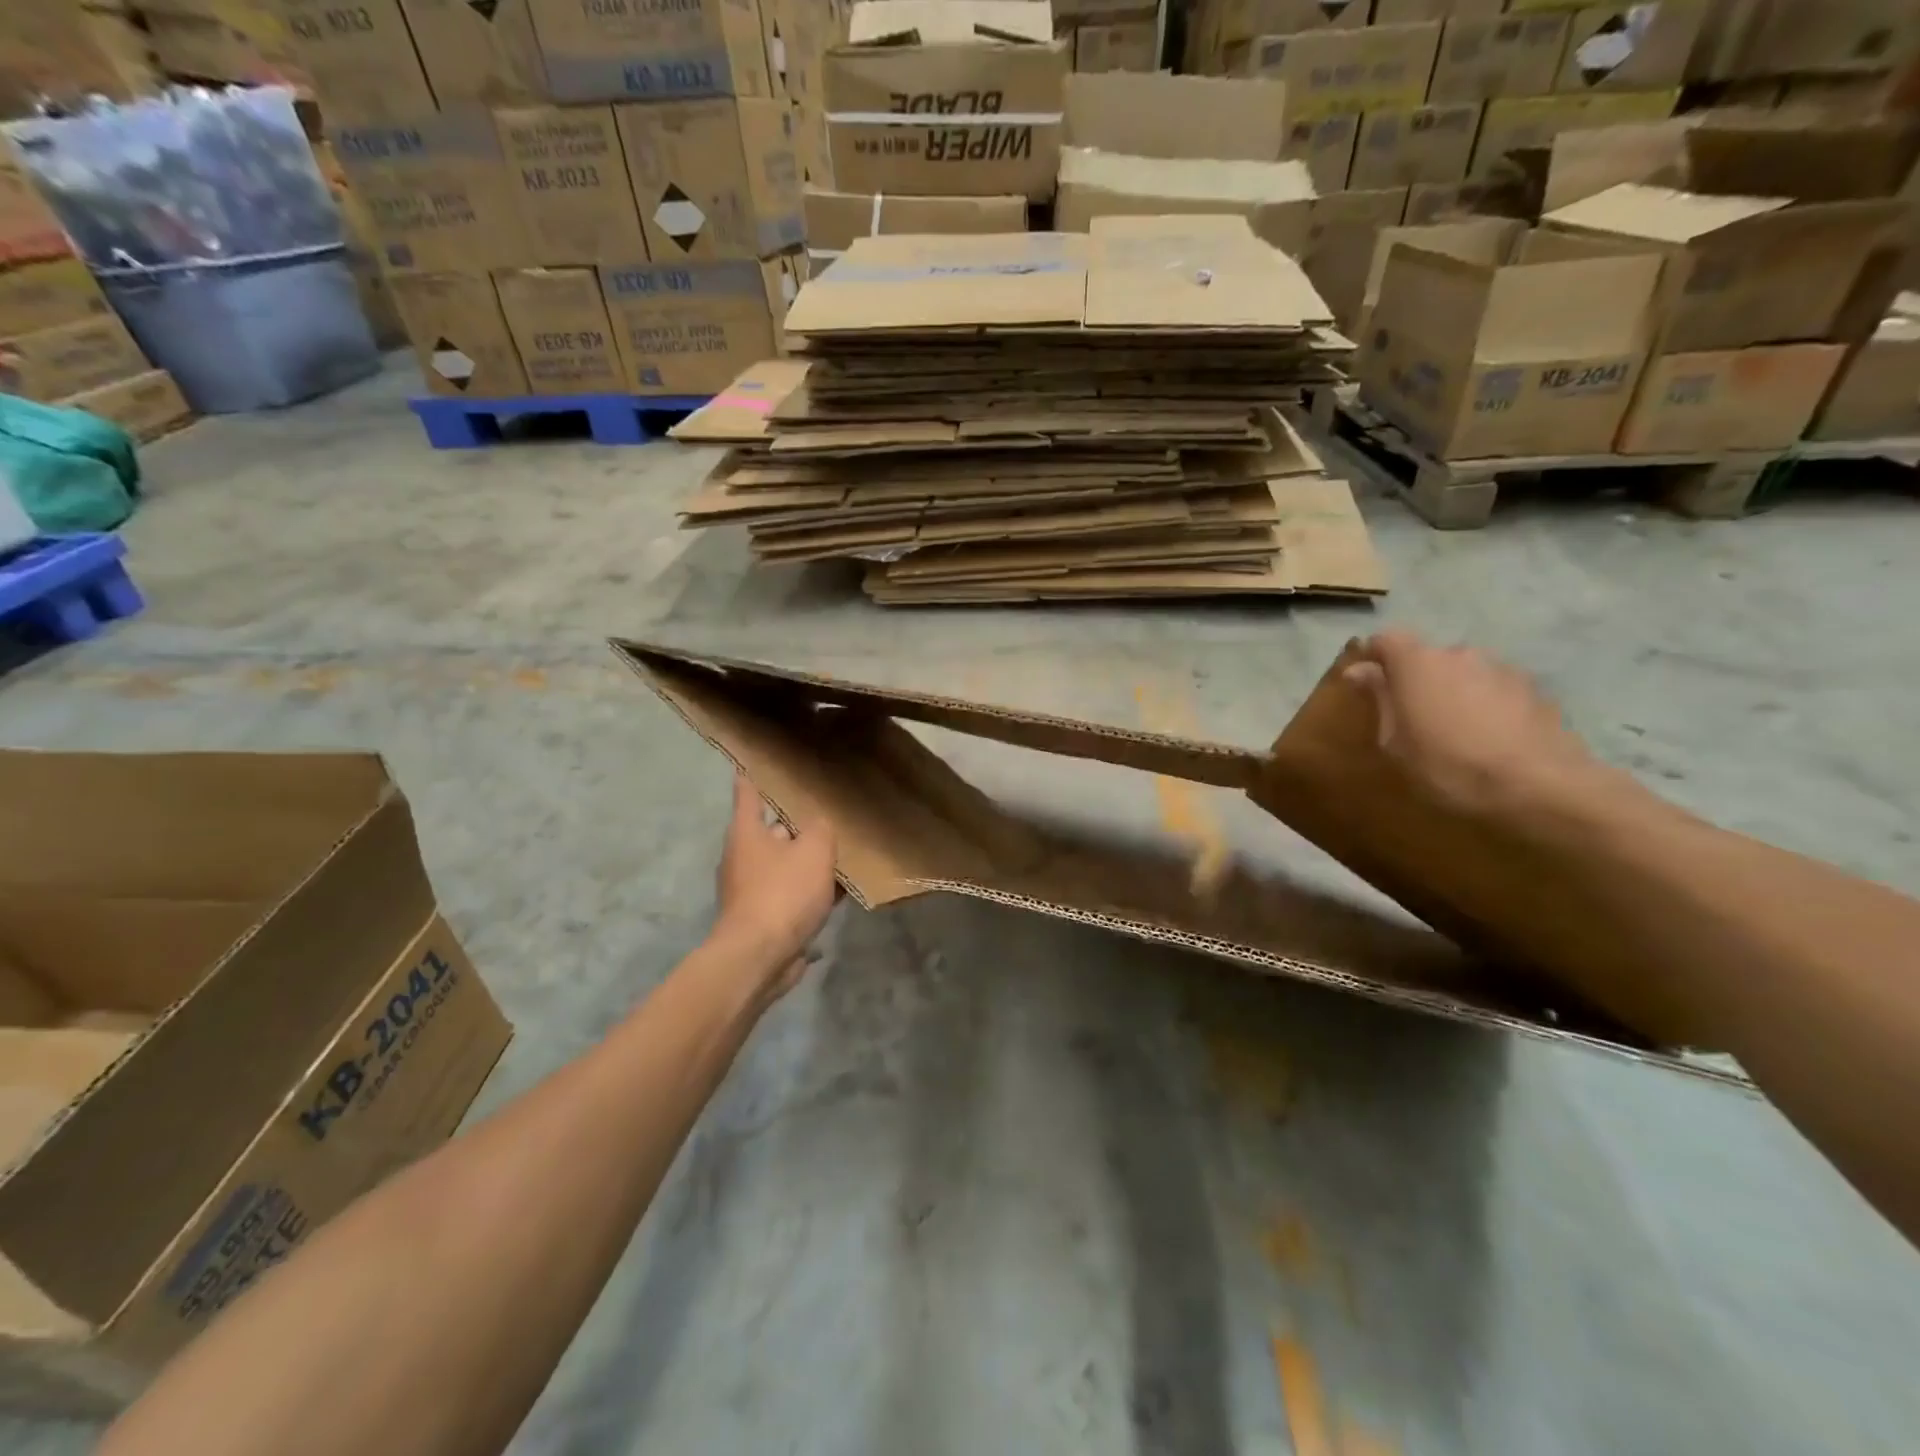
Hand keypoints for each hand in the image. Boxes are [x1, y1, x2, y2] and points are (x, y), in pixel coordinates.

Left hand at [713, 774, 838, 999]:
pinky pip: (791, 894)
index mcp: (747, 832)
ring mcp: (751, 889)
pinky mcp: (763, 917)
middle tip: (827, 810)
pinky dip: (811, 890)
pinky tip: (839, 891)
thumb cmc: (783, 894)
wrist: (759, 958)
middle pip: (772, 830)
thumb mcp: (814, 851)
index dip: (754, 773)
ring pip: (785, 863)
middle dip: (798, 822)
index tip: (762, 759)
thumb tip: (820, 824)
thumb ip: (821, 829)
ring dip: (808, 860)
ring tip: (841, 851)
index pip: (748, 792)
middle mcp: (743, 857)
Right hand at [1340, 630, 1602, 815]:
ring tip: (1454, 729)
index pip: (1386, 639)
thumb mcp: (1396, 740)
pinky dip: (1485, 704)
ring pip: (1464, 672)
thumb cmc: (1447, 764)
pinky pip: (1495, 689)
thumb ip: (1380, 699)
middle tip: (1411, 715)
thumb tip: (1359, 671)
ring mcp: (1501, 668)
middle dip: (1416, 679)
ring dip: (1453, 691)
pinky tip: (1488, 737)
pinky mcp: (1534, 689)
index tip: (1366, 681)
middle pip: (1428, 657)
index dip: (1374, 656)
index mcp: (1418, 663)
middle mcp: (1459, 653)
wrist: (1538, 784)